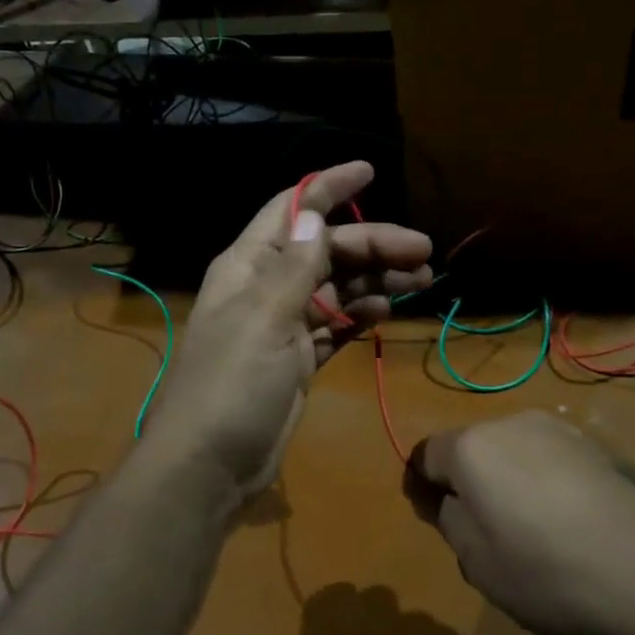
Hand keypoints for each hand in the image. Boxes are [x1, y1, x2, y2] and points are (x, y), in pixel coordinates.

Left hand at [142, 161, 432, 501]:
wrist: (210, 465)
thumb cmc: (231, 385)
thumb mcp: (264, 319)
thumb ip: (294, 267)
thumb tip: (314, 213)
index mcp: (249, 265)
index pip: (292, 210)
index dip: (329, 187)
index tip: (370, 170)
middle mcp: (266, 287)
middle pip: (326, 250)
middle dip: (372, 245)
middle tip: (424, 252)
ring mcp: (284, 324)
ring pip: (337, 287)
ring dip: (376, 279)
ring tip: (421, 279)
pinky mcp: (298, 358)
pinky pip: (336, 324)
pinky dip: (361, 314)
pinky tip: (388, 309)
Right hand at [406, 410, 634, 634]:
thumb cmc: (551, 574)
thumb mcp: (479, 563)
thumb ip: (450, 519)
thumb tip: (447, 498)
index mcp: (473, 447)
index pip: (425, 454)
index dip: (419, 484)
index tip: (427, 515)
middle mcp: (513, 423)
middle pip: (472, 447)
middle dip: (466, 480)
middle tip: (478, 528)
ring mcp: (562, 430)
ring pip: (514, 450)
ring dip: (509, 478)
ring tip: (528, 526)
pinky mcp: (601, 446)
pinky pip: (552, 458)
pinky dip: (545, 481)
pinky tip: (568, 521)